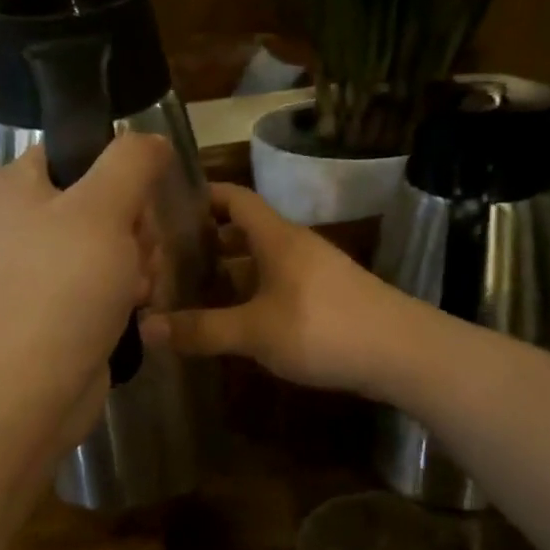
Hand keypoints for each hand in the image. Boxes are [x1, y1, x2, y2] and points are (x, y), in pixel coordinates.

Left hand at [0, 134, 171, 444]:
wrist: (29, 391)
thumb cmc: (62, 288)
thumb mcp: (104, 208)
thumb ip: (132, 161)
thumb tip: (152, 140)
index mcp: (12, 186)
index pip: (77, 151)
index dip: (118, 172)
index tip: (137, 203)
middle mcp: (17, 221)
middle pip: (102, 200)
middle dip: (134, 229)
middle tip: (135, 253)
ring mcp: (35, 268)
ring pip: (110, 243)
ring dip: (137, 263)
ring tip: (134, 290)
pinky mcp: (53, 307)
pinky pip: (102, 281)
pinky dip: (123, 293)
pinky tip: (133, 310)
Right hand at [141, 182, 406, 396]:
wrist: (402, 353)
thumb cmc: (322, 328)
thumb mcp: (254, 331)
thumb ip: (201, 330)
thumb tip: (146, 328)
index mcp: (276, 237)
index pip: (235, 198)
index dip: (204, 196)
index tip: (168, 205)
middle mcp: (295, 246)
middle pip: (246, 232)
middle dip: (209, 242)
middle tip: (167, 259)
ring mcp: (315, 272)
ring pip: (262, 262)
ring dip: (230, 272)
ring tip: (192, 291)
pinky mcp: (327, 298)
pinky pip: (278, 284)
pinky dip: (252, 294)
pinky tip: (236, 320)